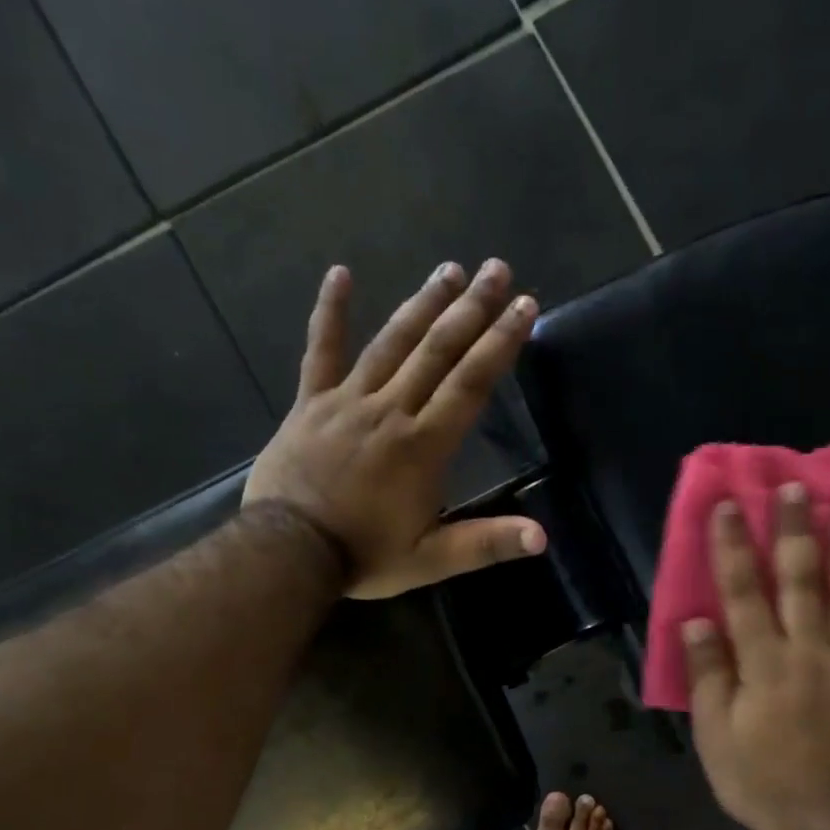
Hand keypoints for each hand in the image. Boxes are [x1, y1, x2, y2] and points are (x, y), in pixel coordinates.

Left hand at [243, 260, 547, 599]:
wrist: (287, 552)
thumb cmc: (364, 556)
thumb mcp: (431, 560)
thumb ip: (485, 544)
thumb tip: (542, 537)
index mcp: (424, 446)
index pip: (471, 384)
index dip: (501, 343)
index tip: (524, 306)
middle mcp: (391, 411)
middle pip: (437, 351)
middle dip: (472, 309)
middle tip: (496, 269)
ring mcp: (347, 401)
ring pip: (391, 343)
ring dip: (423, 303)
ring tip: (450, 270)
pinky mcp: (310, 402)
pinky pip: (320, 350)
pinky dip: (330, 312)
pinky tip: (340, 273)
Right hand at [683, 484, 829, 829]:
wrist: (827, 825)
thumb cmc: (759, 779)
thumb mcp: (715, 734)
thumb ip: (708, 674)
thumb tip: (696, 621)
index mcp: (764, 662)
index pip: (743, 592)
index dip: (733, 545)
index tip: (729, 504)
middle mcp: (811, 652)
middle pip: (802, 581)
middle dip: (797, 531)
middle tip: (798, 488)